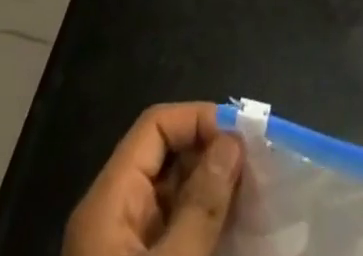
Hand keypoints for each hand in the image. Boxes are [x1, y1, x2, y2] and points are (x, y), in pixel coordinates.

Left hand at [64, 103, 244, 255]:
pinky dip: (203, 223)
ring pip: (173, 194)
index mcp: (106, 202)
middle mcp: (112, 215)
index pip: (155, 126)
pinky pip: (173, 230)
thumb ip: (200, 206)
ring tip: (254, 193)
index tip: (242, 136)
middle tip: (256, 166)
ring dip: (212, 189)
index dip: (198, 120)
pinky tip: (235, 227)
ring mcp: (124, 247)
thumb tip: (233, 141)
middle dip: (210, 153)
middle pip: (165, 157)